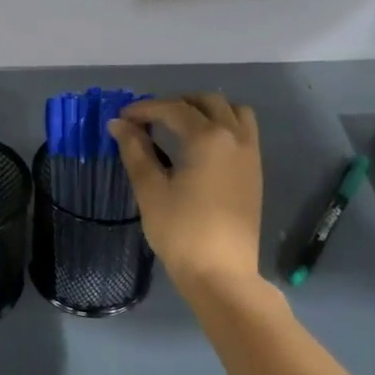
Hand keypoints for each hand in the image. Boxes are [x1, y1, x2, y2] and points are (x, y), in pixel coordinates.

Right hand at [109, 95, 262, 289]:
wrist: (221, 272)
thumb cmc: (180, 231)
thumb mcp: (150, 190)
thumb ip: (135, 151)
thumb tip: (119, 125)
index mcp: (207, 138)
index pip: (173, 109)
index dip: (145, 109)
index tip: (122, 118)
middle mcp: (234, 137)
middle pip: (207, 102)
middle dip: (176, 103)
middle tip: (149, 119)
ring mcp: (250, 153)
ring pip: (233, 112)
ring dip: (206, 109)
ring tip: (180, 126)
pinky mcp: (255, 171)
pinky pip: (243, 132)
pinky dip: (223, 125)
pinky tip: (202, 147)